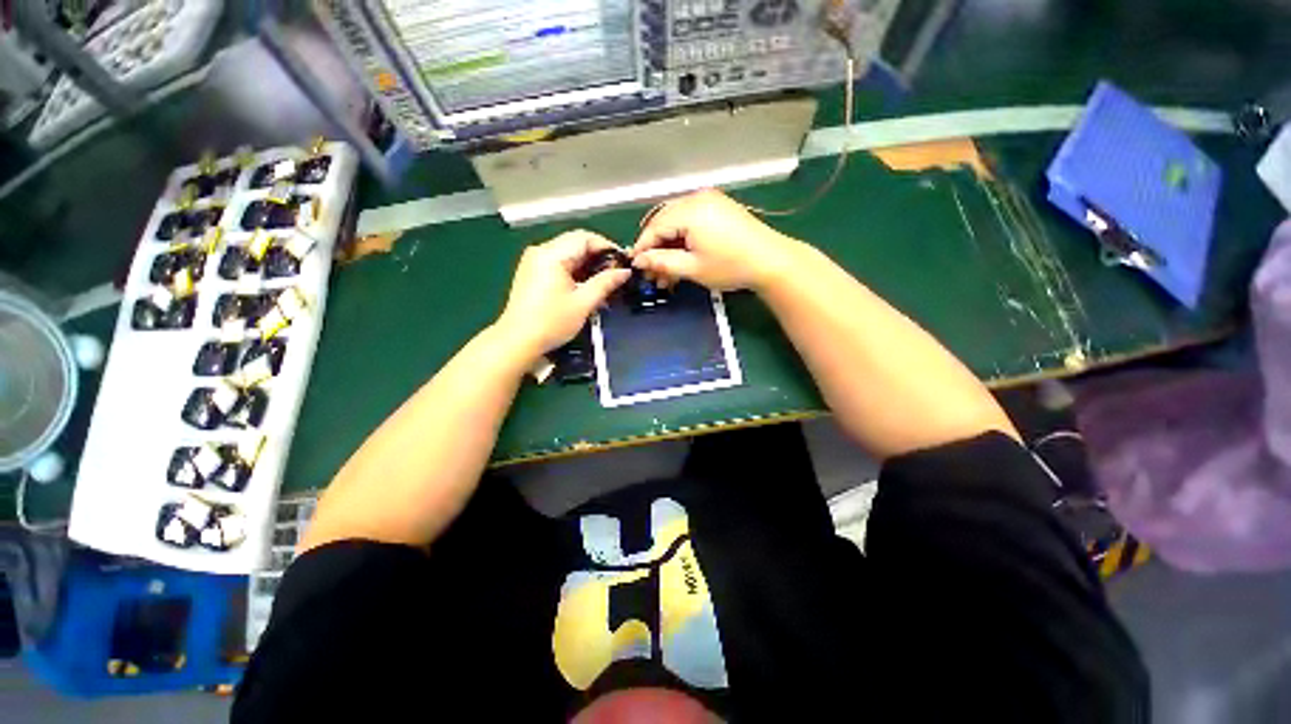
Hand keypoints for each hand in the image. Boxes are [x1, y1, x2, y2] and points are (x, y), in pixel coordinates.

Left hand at [496, 230, 630, 362]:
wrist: (518, 341)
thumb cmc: (551, 323)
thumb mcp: (583, 303)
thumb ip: (606, 283)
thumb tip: (625, 272)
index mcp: (551, 254)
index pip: (585, 237)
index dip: (607, 247)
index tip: (623, 263)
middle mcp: (540, 251)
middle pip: (576, 243)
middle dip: (598, 257)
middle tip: (616, 275)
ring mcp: (534, 262)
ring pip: (569, 254)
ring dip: (588, 266)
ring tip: (604, 284)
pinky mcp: (533, 273)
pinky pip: (559, 264)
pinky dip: (575, 272)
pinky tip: (587, 287)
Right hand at [631, 188, 800, 291]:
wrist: (771, 261)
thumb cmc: (730, 266)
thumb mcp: (692, 268)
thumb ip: (662, 262)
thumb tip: (639, 260)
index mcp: (690, 211)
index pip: (655, 227)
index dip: (643, 247)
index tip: (636, 266)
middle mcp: (697, 198)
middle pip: (664, 220)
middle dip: (655, 246)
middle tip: (651, 270)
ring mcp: (710, 200)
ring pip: (676, 220)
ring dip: (668, 243)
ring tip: (666, 270)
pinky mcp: (718, 206)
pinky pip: (690, 219)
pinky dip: (682, 237)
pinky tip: (681, 256)